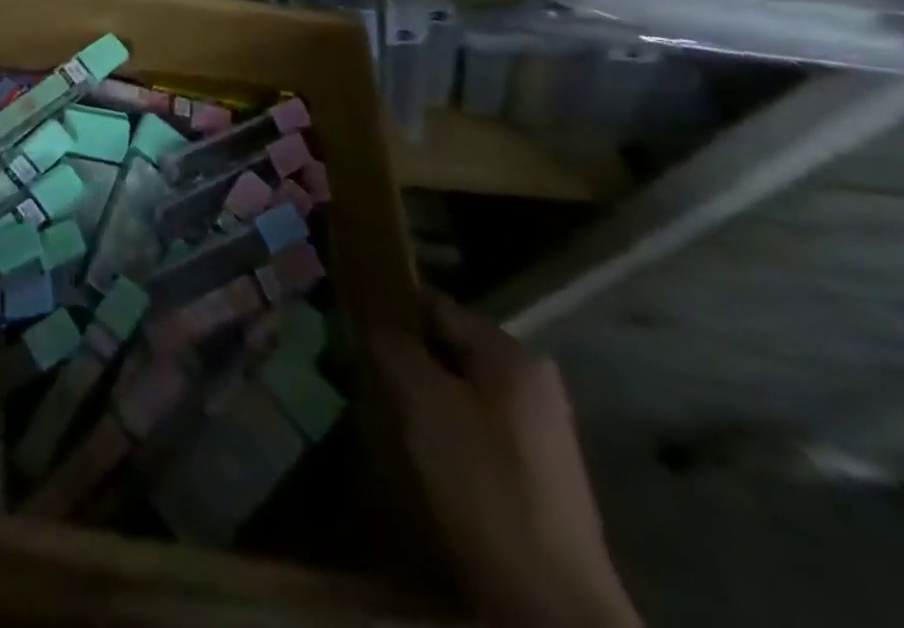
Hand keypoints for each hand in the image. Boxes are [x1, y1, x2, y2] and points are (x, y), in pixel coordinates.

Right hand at [373, 296, 639, 627]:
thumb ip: (394, 348)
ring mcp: (539, 430)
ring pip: (459, 389)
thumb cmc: (483, 484)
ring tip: (384, 413)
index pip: (435, 306)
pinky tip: (420, 453)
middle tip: (364, 373)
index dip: (390, 311)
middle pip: (449, 348)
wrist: (552, 607)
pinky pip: (475, 426)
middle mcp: (533, 381)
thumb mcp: (423, 402)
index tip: (352, 327)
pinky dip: (443, 428)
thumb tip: (374, 323)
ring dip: (420, 395)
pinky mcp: (536, 473)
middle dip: (405, 357)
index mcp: (512, 355)